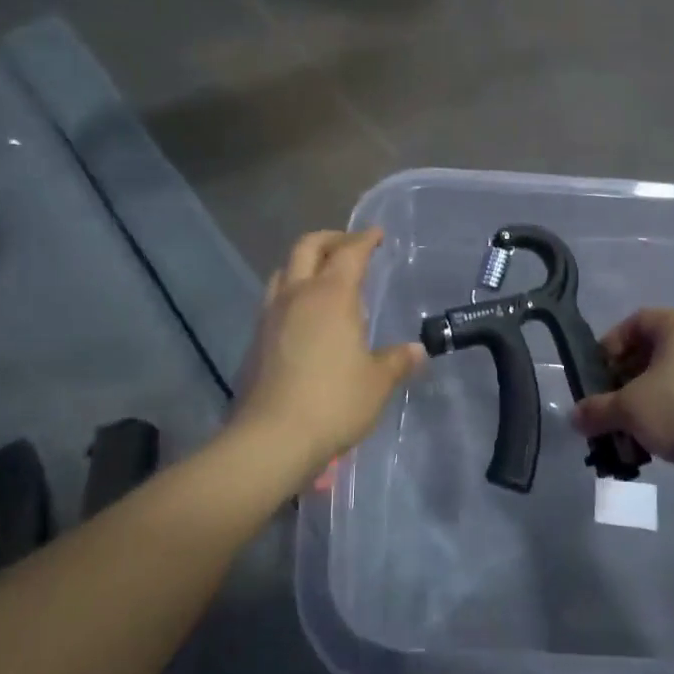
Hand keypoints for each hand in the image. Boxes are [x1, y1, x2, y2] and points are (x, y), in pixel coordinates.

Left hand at [231, 228, 424, 477]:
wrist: (271, 438)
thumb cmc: (333, 402)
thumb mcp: (377, 383)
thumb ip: (397, 361)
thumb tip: (417, 351)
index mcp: (331, 295)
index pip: (350, 252)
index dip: (365, 239)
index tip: (378, 234)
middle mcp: (297, 295)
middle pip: (307, 247)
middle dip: (331, 239)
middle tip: (350, 246)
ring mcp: (271, 315)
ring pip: (284, 270)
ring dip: (305, 264)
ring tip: (325, 278)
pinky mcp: (256, 339)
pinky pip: (275, 298)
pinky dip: (292, 291)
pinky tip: (305, 315)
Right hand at [573, 308, 673, 495]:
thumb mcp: (626, 407)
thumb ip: (597, 408)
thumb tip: (574, 417)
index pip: (636, 322)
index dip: (611, 345)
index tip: (598, 373)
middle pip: (654, 351)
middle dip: (626, 378)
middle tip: (609, 402)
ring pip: (672, 378)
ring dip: (645, 399)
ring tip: (628, 426)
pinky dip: (669, 414)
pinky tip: (653, 440)